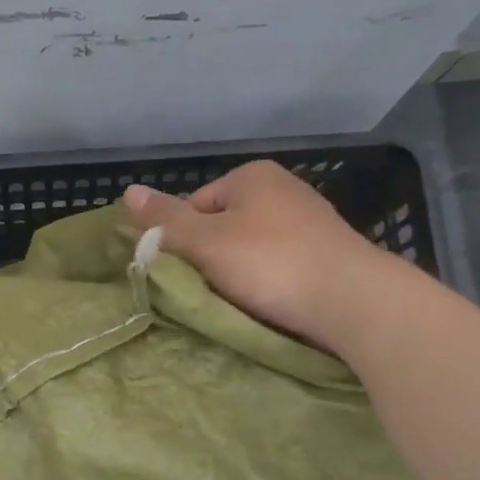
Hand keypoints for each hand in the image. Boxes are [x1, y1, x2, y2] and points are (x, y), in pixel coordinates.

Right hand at [122, 160, 386, 351]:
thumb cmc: (270, 263)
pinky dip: (269, 282)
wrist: (352, 300)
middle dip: (212, 258)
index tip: (186, 273)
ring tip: (240, 301)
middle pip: (222, 227)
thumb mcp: (205, 241)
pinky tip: (269, 302)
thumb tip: (127, 191)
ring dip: (239, 274)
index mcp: (251, 176)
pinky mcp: (326, 253)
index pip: (194, 206)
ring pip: (251, 248)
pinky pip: (280, 265)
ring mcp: (309, 221)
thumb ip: (165, 219)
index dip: (182, 241)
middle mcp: (282, 189)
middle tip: (209, 291)